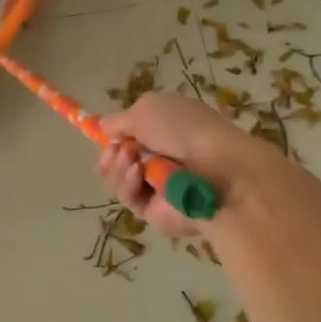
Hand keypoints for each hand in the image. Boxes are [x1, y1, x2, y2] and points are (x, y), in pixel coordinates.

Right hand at [95, 92, 278, 239]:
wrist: (217, 169)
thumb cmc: (184, 129)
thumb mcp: (146, 109)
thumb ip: (119, 120)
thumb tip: (103, 126)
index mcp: (165, 130)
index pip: (132, 134)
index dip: (115, 134)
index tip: (103, 134)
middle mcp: (161, 158)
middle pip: (119, 160)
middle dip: (111, 153)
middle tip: (116, 150)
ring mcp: (158, 186)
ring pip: (119, 180)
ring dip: (118, 167)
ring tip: (131, 159)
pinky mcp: (155, 212)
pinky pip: (129, 198)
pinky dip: (129, 184)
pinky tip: (139, 173)